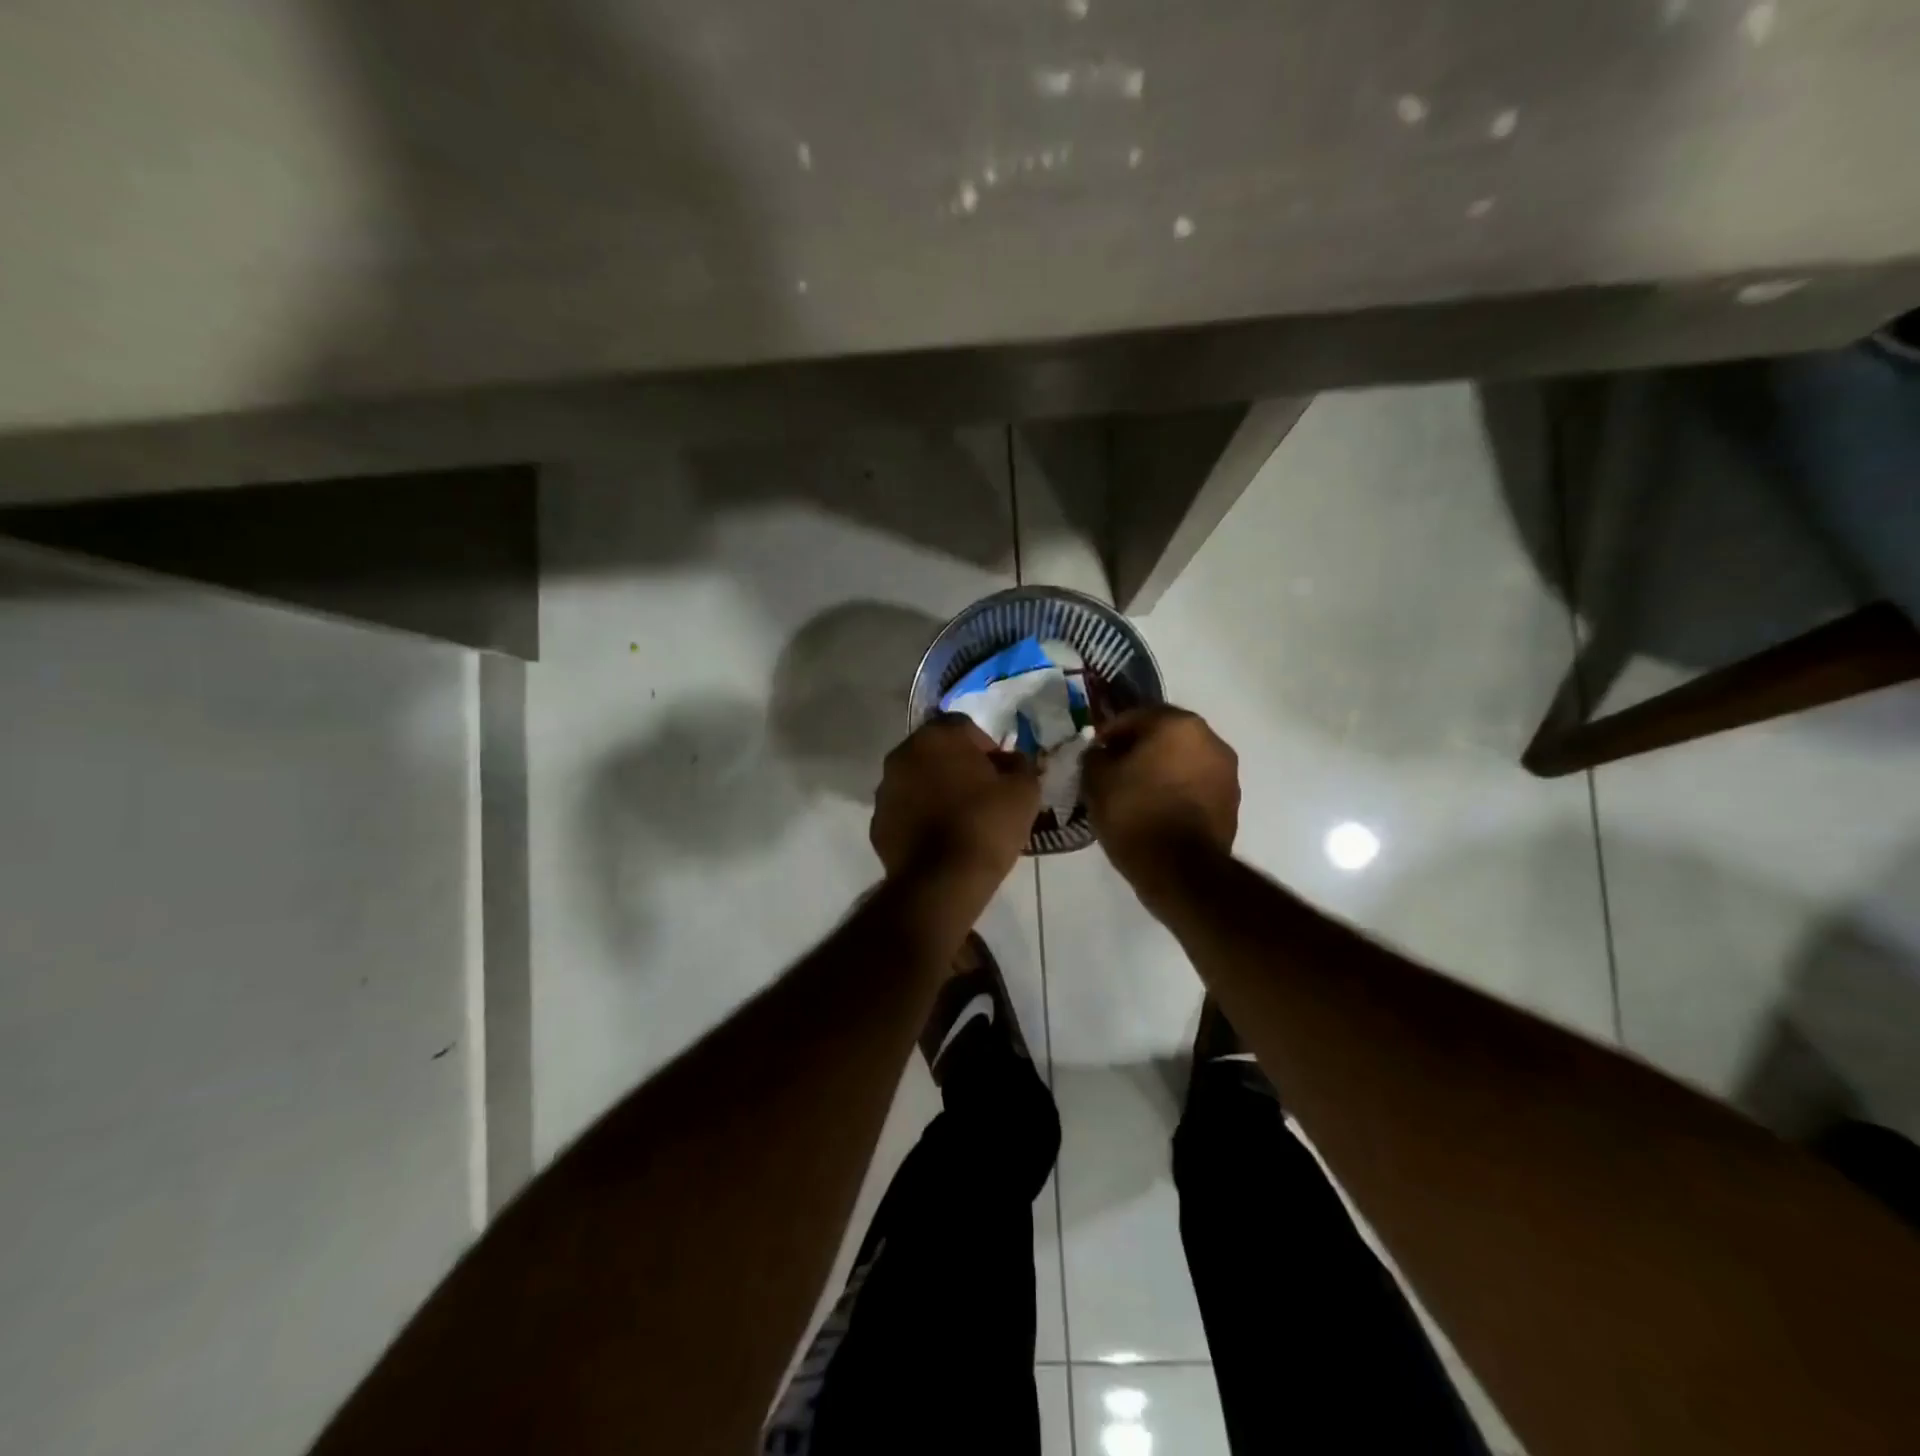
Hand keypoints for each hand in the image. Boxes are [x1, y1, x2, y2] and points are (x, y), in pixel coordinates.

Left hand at [871, 716, 1039, 886]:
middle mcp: (902, 754)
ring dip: (935, 790)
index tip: (1000, 774)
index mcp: (937, 737)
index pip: (964, 727)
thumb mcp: (1024, 790)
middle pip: (936, 752)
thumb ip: (1021, 765)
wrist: (942, 881)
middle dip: (957, 766)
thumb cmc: (986, 825)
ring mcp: (885, 790)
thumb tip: (1014, 761)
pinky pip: (904, 811)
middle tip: (981, 794)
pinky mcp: (877, 823)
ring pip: (916, 780)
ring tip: (960, 819)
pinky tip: (939, 840)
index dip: (985, 748)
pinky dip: (919, 818)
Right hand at [1082, 706, 1238, 884]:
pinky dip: (1177, 790)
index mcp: (1177, 724)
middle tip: (1115, 771)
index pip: (1135, 716)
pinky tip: (1157, 810)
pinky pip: (1196, 786)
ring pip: (1183, 760)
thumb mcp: (1096, 781)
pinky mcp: (1232, 802)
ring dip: (1161, 769)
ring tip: (1136, 793)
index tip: (1095, 754)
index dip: (1110, 733)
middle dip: (1139, 749)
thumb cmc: (1134, 814)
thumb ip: (1095, 756)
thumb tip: (1102, 753)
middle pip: (1164, 735)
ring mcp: (1227, 772)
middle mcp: (1210, 739)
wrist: (1180, 870)